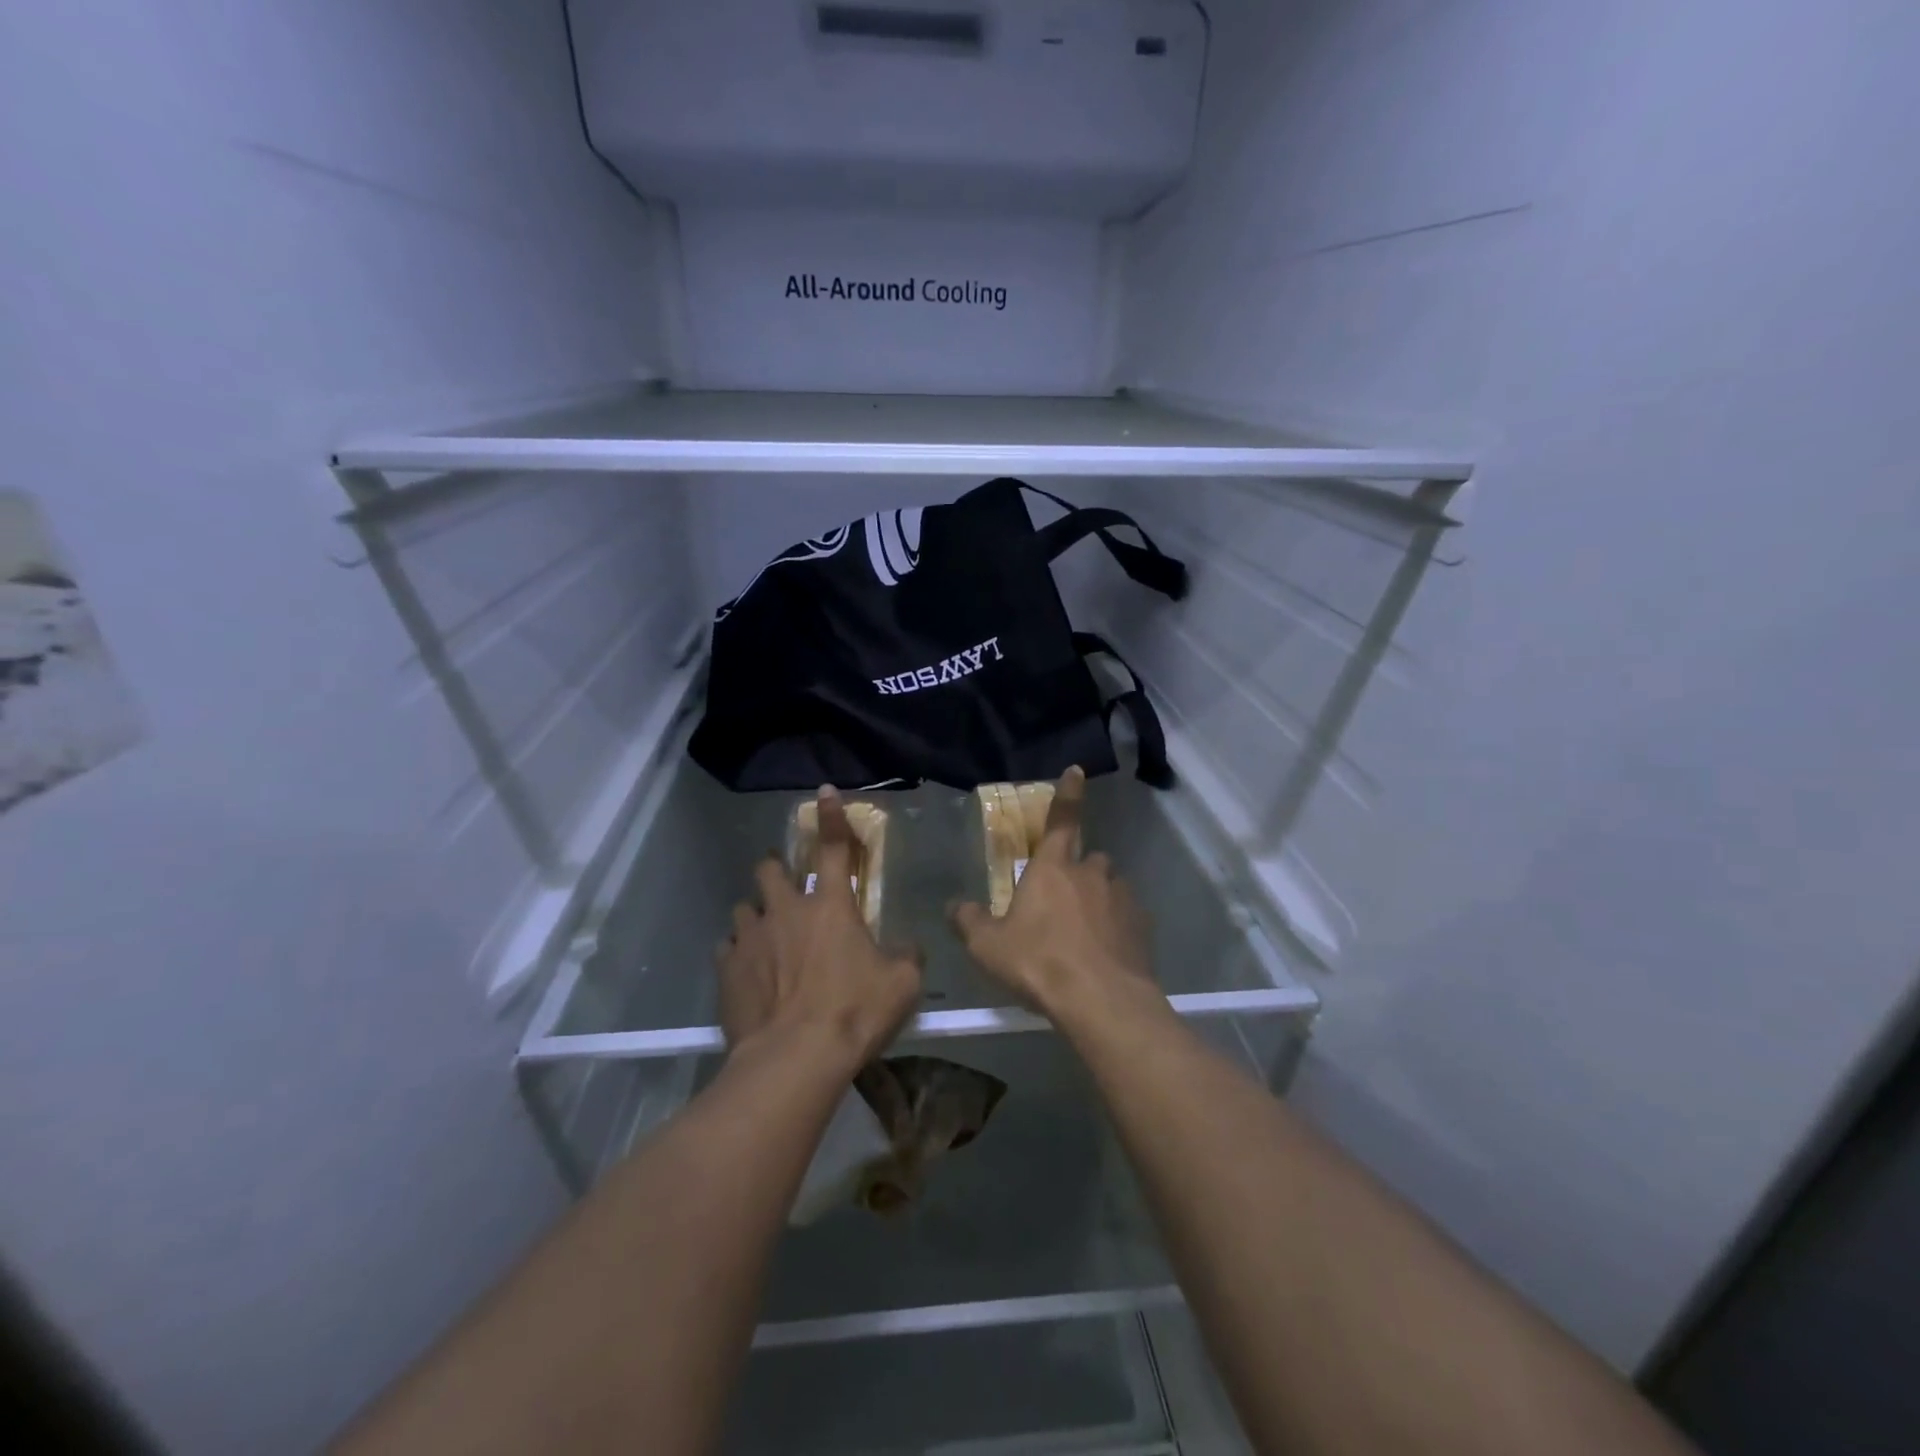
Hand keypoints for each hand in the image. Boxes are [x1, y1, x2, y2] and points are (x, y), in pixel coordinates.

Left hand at [717, 788, 921, 1070]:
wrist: (795, 1059)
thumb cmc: (854, 1012)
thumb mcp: (901, 984)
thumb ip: (906, 957)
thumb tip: (907, 947)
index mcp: (831, 906)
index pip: (833, 848)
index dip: (831, 817)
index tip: (823, 792)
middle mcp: (786, 910)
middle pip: (769, 869)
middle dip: (775, 870)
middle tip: (785, 888)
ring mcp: (751, 938)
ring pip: (743, 908)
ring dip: (755, 916)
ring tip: (765, 937)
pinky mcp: (727, 969)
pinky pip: (727, 949)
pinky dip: (738, 954)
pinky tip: (748, 974)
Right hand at [951, 767, 1157, 1026]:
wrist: (1101, 1002)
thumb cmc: (1039, 963)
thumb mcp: (988, 947)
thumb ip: (968, 922)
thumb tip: (953, 906)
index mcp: (1053, 868)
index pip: (1061, 820)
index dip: (1067, 794)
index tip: (1077, 771)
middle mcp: (1091, 874)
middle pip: (1087, 859)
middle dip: (1077, 871)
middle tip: (1061, 902)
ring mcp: (1121, 898)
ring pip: (1110, 887)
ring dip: (1098, 899)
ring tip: (1084, 933)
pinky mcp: (1142, 927)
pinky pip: (1127, 917)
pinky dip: (1117, 927)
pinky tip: (1105, 954)